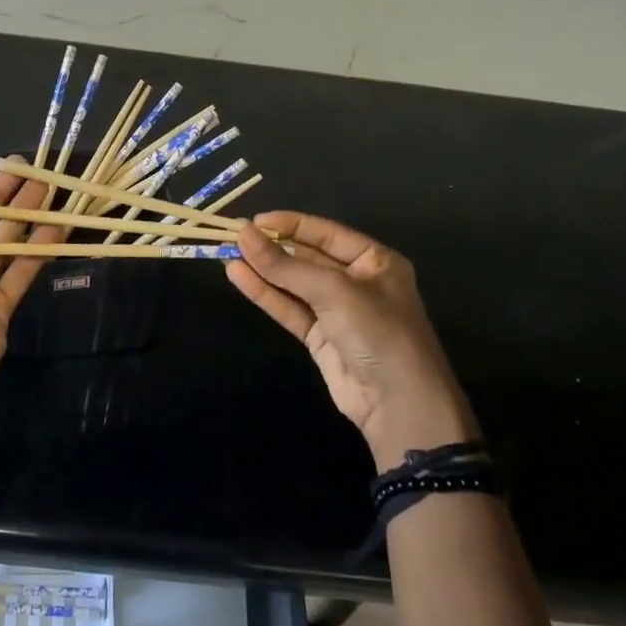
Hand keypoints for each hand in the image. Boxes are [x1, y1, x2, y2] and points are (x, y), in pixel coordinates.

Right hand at [227, 212, 478, 468]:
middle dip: (273, 247)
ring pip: (294, 284)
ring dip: (263, 269)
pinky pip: (289, 308)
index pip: (325, 233)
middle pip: (307, 257)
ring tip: (227, 253)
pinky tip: (238, 276)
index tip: (254, 221)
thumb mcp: (334, 291)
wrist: (399, 404)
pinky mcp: (319, 337)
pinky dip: (265, 293)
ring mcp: (336, 311)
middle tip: (233, 236)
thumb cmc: (377, 332)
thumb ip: (286, 265)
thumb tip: (244, 233)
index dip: (290, 225)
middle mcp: (356, 281)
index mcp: (374, 261)